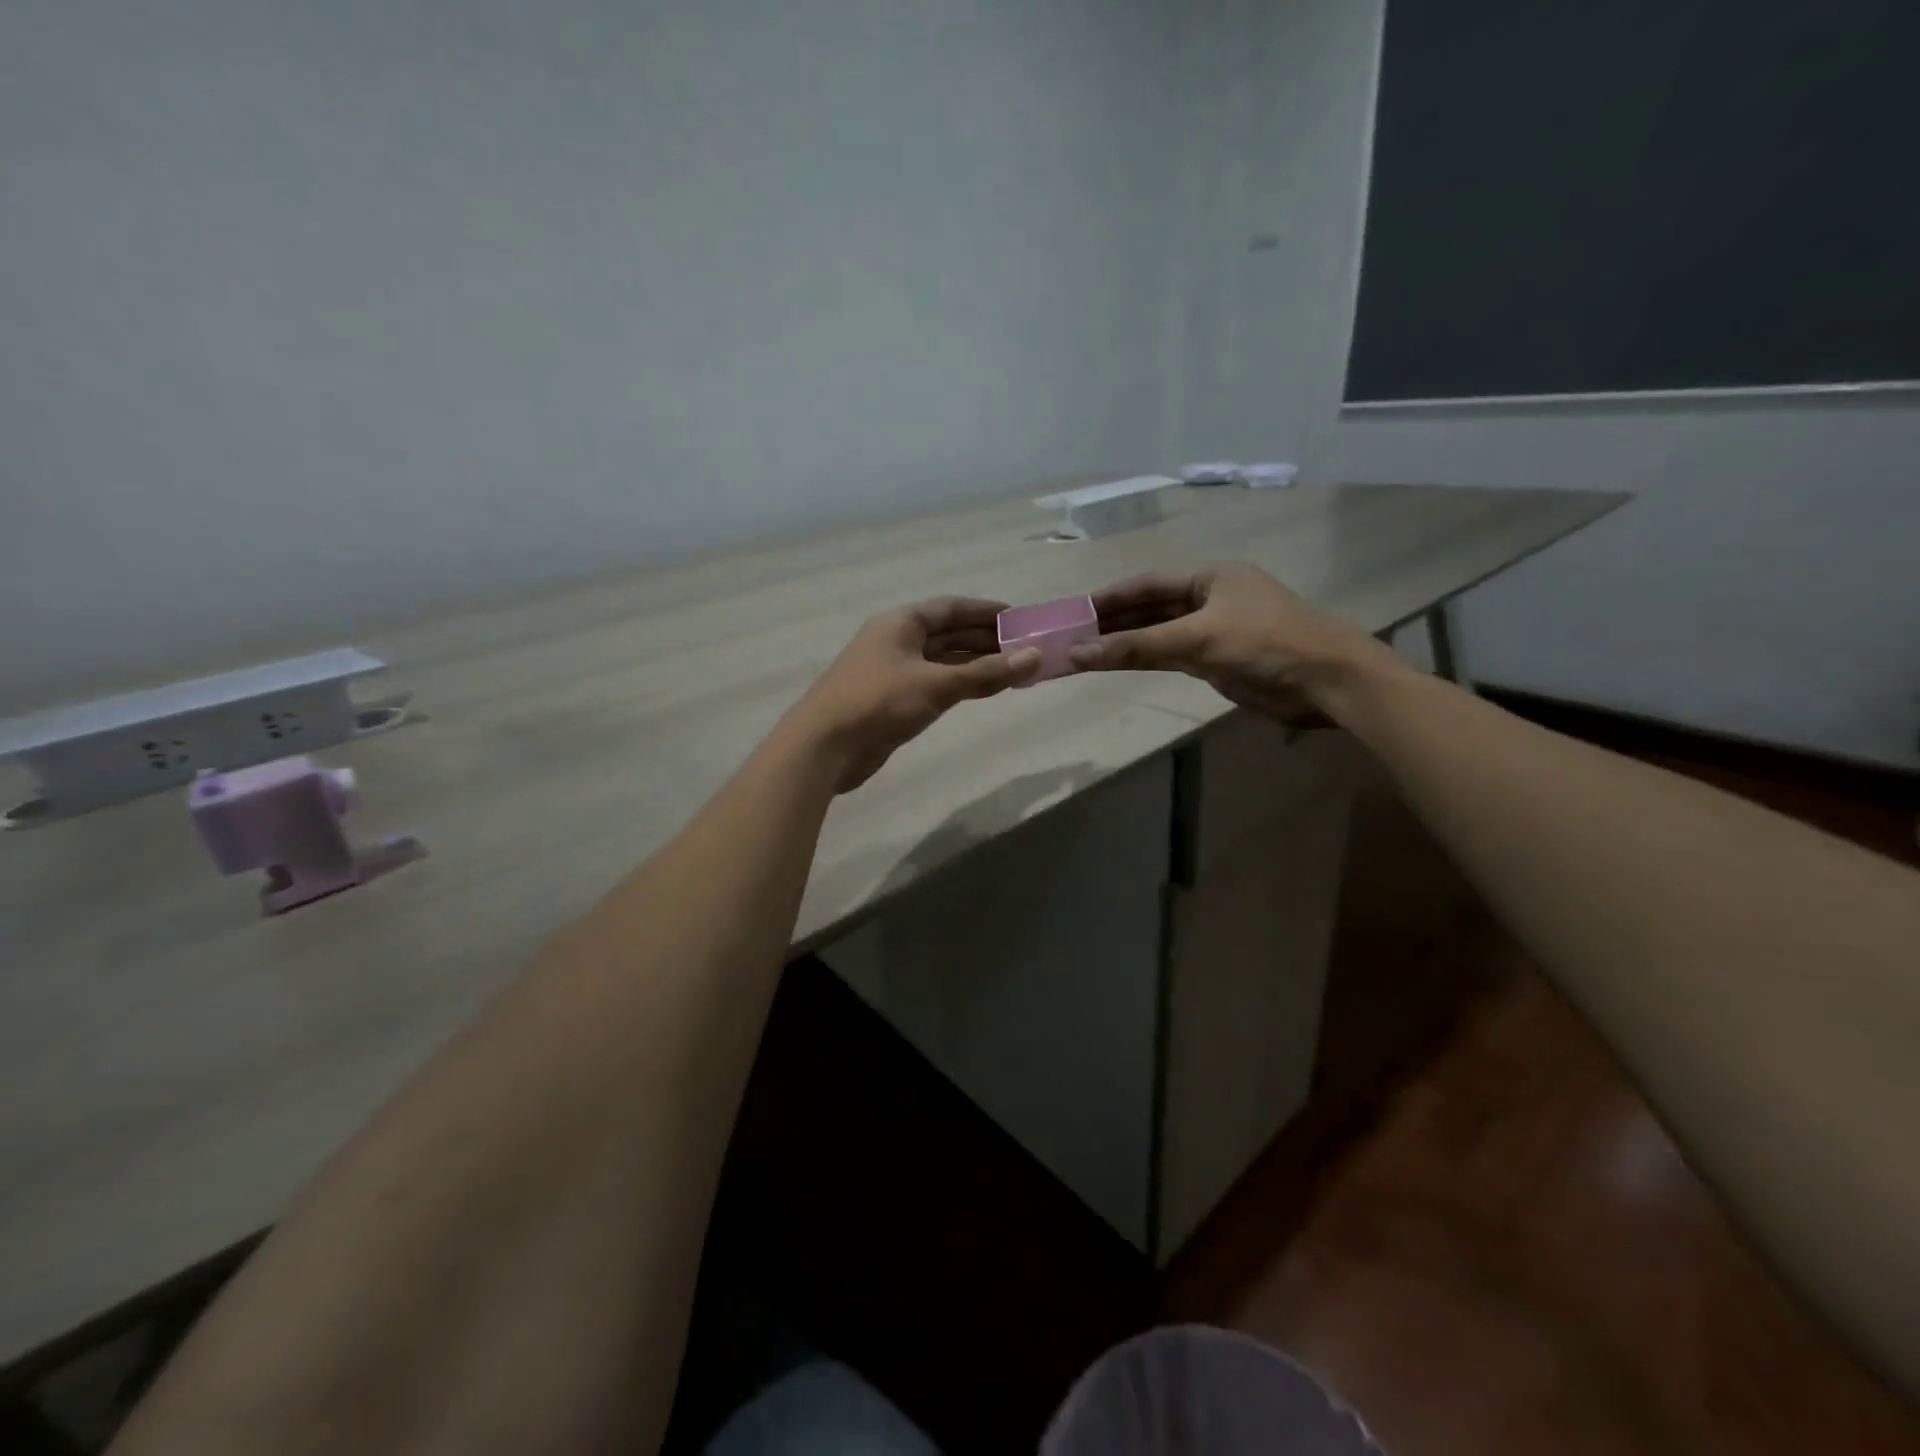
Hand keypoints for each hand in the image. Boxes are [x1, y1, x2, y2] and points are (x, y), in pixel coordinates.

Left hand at [787, 598, 1041, 791]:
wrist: (824, 747)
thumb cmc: (878, 703)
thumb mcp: (936, 685)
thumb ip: (985, 674)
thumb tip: (1035, 657)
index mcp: (901, 622)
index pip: (951, 608)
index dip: (986, 611)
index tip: (1020, 618)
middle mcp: (896, 640)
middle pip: (948, 633)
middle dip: (985, 639)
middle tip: (1025, 647)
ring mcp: (892, 671)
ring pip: (941, 660)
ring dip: (974, 663)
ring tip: (1012, 668)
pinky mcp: (891, 699)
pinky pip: (933, 683)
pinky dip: (958, 684)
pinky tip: (980, 690)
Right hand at [1069, 562, 1392, 725]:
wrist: (1327, 681)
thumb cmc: (1266, 643)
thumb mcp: (1199, 638)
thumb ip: (1139, 646)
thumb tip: (1079, 653)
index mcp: (1210, 577)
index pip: (1148, 583)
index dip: (1110, 596)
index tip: (1075, 610)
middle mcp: (1209, 598)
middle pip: (1150, 608)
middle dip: (1113, 622)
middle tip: (1072, 635)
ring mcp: (1213, 631)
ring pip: (1158, 635)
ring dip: (1125, 643)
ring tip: (1084, 652)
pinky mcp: (1217, 661)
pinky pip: (1170, 656)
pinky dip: (1144, 660)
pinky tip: (1117, 664)